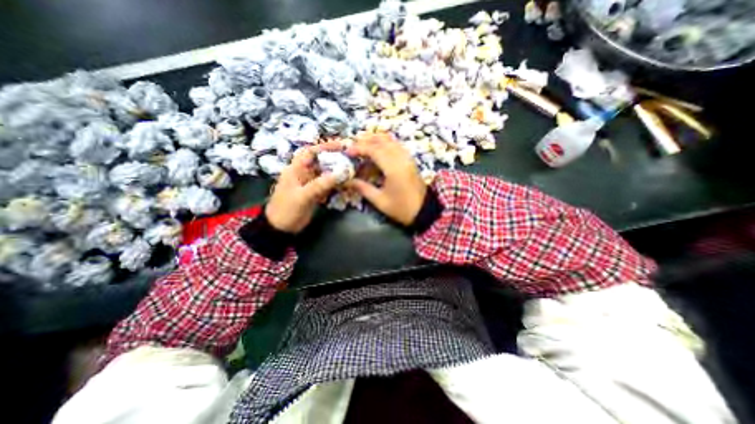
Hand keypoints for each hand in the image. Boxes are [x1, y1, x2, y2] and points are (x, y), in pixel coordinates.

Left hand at [266, 142, 342, 235]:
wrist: (281, 228)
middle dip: (335, 158)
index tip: (341, 145)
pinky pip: (328, 184)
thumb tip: (339, 174)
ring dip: (338, 171)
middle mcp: (304, 173)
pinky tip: (346, 183)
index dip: (325, 146)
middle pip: (321, 161)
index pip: (310, 152)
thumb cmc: (287, 209)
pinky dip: (337, 183)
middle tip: (351, 157)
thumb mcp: (302, 196)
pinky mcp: (315, 192)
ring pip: (326, 173)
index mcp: (296, 169)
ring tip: (352, 169)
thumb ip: (319, 185)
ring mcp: (310, 183)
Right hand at [346, 132, 427, 226]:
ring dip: (376, 139)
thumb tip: (347, 181)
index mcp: (393, 168)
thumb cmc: (401, 208)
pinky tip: (378, 150)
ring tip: (363, 144)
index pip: (374, 150)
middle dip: (366, 140)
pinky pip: (397, 146)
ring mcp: (407, 158)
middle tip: (353, 145)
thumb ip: (363, 188)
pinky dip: (386, 144)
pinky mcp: (410, 160)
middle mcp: (401, 158)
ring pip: (391, 140)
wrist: (424, 211)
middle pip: (383, 140)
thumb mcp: (380, 201)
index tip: (348, 152)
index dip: (359, 148)